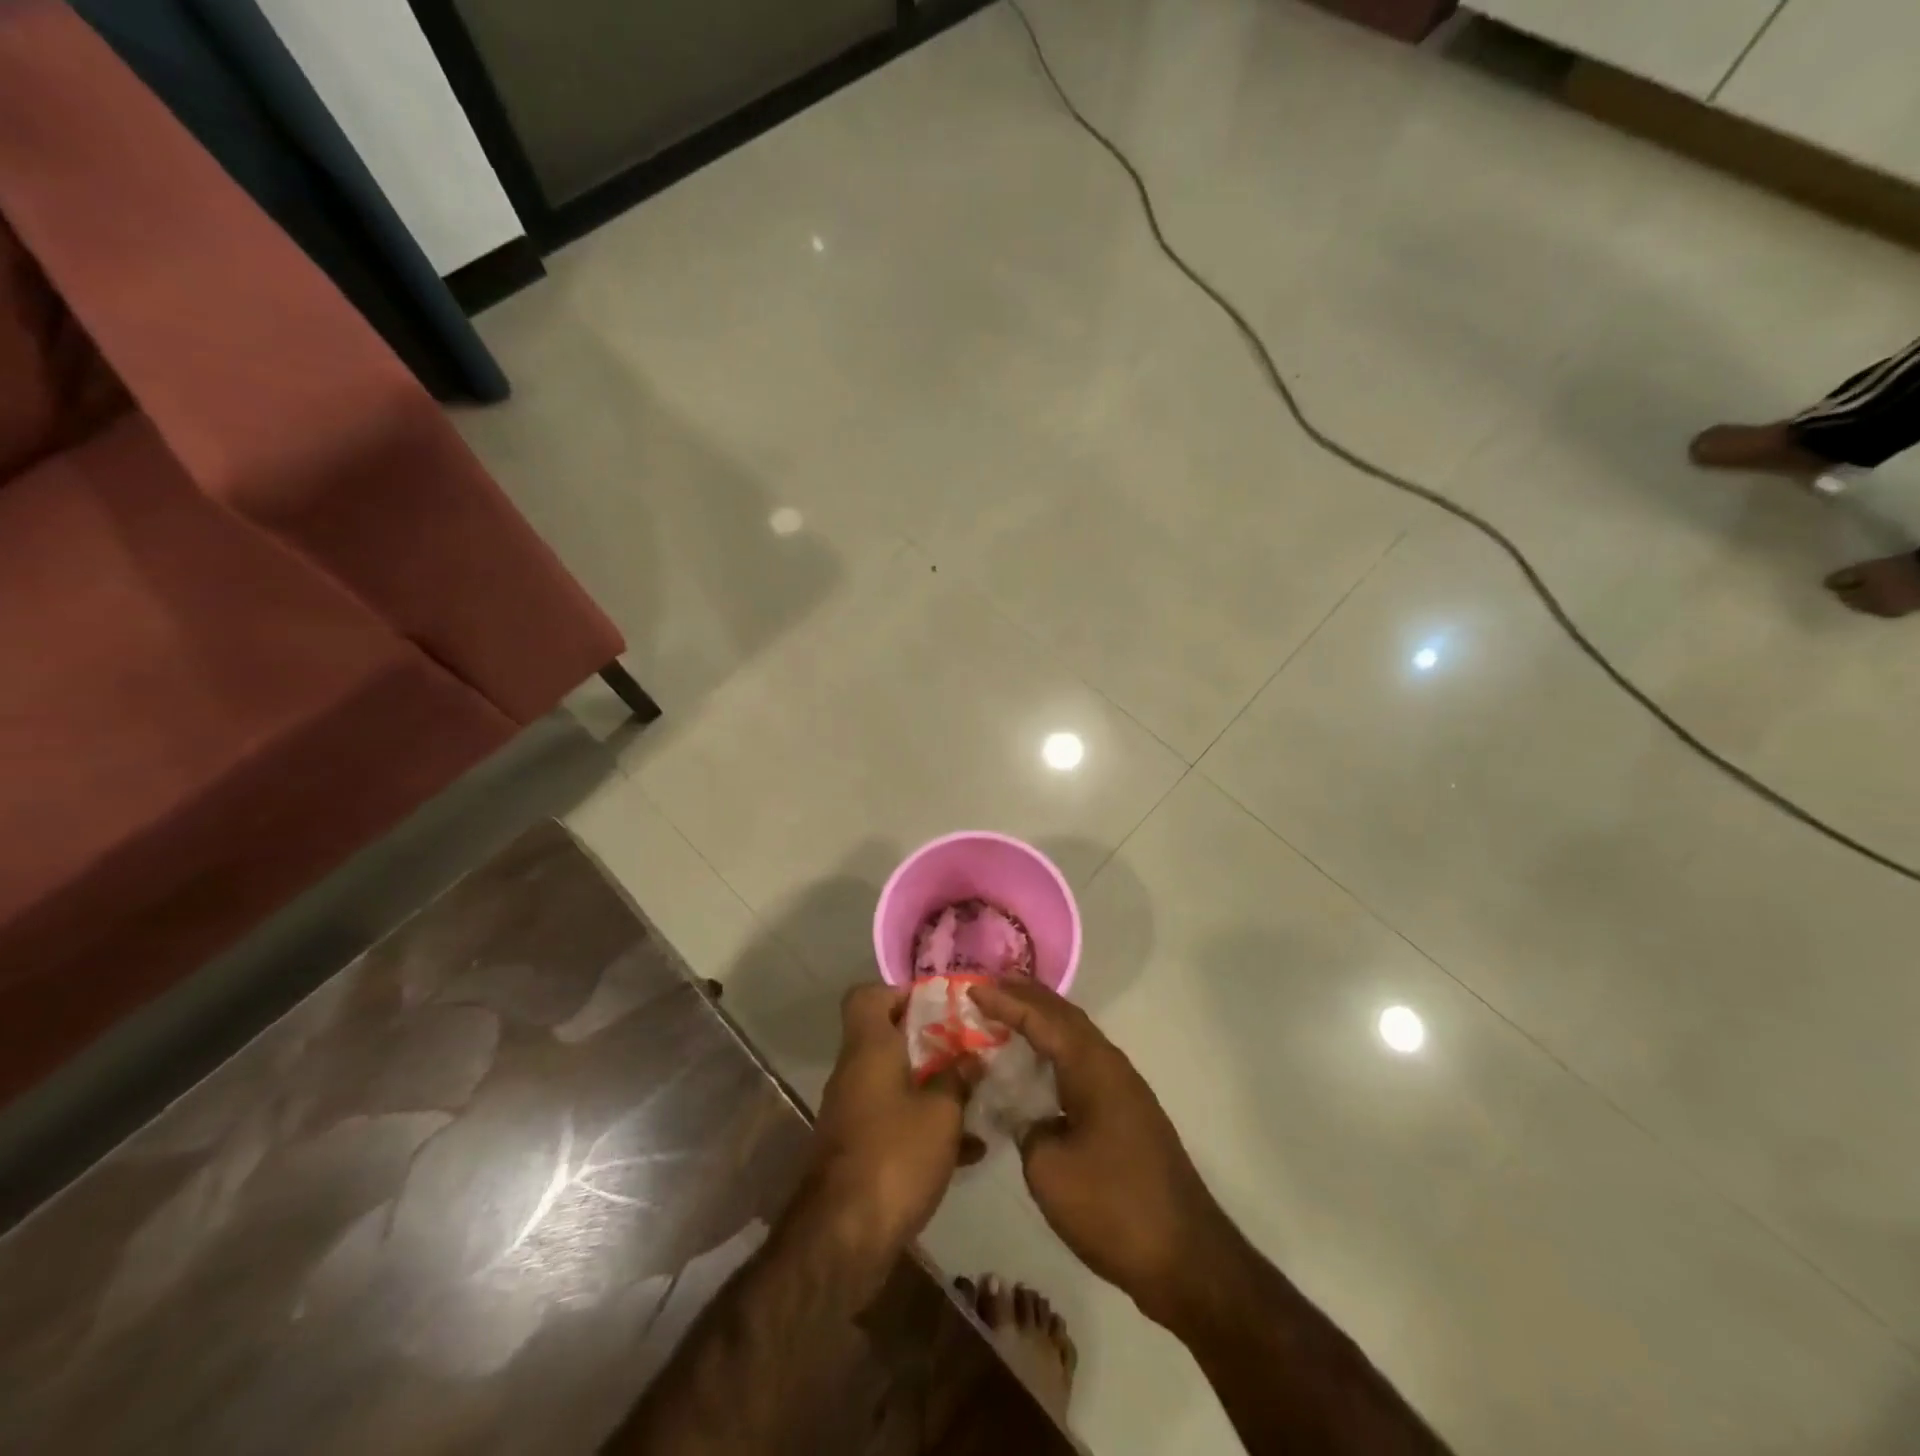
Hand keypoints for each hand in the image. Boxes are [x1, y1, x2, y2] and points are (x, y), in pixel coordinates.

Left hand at [808, 985, 980, 1257]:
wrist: (843, 1238)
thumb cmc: (894, 1155)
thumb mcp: (941, 1113)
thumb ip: (958, 1079)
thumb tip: (971, 1058)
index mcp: (868, 1048)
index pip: (867, 996)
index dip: (900, 993)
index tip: (939, 1006)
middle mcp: (855, 1072)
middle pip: (888, 1039)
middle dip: (931, 1043)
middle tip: (969, 1050)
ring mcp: (854, 1112)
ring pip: (896, 1082)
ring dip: (933, 1086)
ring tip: (977, 1097)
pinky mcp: (860, 1149)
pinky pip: (896, 1121)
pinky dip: (926, 1126)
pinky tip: (968, 1149)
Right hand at [969, 979, 1235, 1328]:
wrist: (1187, 1259)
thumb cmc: (1113, 1207)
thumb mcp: (1049, 1169)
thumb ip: (1026, 1127)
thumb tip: (1027, 1115)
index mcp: (1092, 1067)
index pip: (1042, 1019)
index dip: (1006, 1001)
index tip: (973, 988)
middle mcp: (1111, 1066)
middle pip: (1064, 1017)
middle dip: (1027, 998)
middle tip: (989, 987)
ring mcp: (1124, 1089)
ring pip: (1077, 1039)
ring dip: (1043, 1022)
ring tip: (1008, 1014)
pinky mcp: (1127, 1114)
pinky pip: (1083, 1063)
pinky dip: (1056, 1051)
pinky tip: (1039, 1066)